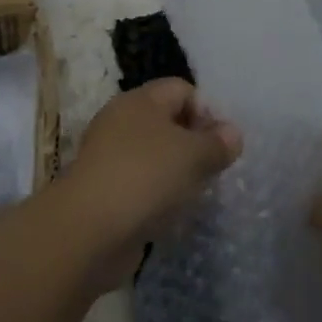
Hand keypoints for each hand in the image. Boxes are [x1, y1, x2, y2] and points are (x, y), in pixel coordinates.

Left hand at [60, 79, 241, 288]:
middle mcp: (122, 120)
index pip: (182, 89)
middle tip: (212, 170)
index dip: (207, 111)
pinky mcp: (103, 191)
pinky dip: (156, 197)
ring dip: (176, 173)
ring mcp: (109, 156)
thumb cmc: (144, 177)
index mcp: (141, 100)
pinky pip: (140, 184)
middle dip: (193, 144)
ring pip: (154, 155)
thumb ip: (217, 143)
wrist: (87, 231)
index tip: (222, 144)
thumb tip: (233, 133)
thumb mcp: (192, 156)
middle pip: (168, 121)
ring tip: (194, 195)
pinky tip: (169, 216)